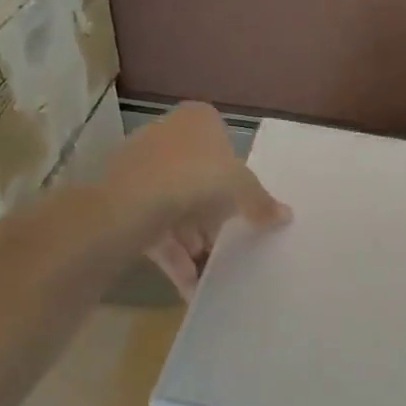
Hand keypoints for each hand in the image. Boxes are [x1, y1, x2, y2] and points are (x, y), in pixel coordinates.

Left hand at [103, 103, 290, 298]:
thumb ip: (262, 203)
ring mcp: (138, 167)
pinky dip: (172, 255)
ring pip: (173, 203)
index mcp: (196, 120)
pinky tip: (188, 285)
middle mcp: (164, 135)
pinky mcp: (119, 199)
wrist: (132, 204)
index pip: (221, 138)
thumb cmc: (197, 179)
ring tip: (209, 268)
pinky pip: (153, 227)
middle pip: (196, 174)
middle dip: (211, 211)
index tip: (242, 198)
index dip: (233, 170)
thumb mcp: (243, 189)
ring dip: (192, 238)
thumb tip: (286, 215)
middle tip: (227, 238)